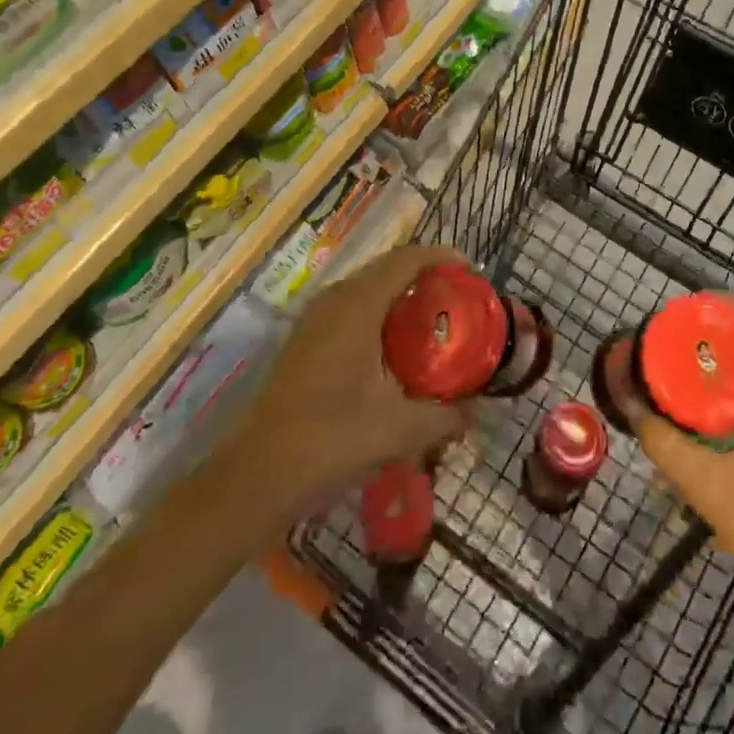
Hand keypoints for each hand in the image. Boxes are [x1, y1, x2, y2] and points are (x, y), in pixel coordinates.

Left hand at [223, 245, 468, 517]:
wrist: (256, 476)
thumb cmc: (331, 441)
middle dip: (424, 275)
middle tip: (457, 297)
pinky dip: (379, 312)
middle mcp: (335, 300)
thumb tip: (478, 411)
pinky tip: (394, 348)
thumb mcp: (399, 431)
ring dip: (399, 294)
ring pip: (366, 288)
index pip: (405, 260)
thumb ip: (445, 417)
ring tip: (432, 318)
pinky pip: (351, 307)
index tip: (471, 271)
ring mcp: (315, 319)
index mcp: (358, 305)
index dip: (440, 257)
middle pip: (386, 268)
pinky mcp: (305, 340)